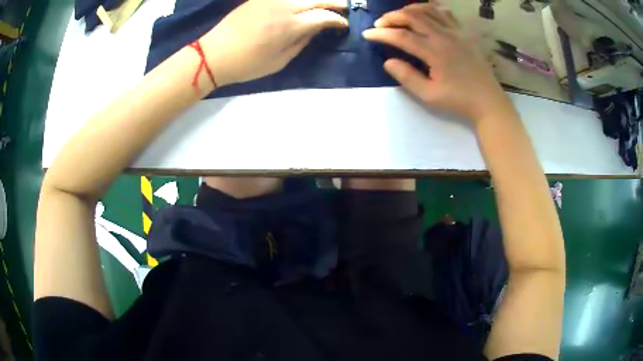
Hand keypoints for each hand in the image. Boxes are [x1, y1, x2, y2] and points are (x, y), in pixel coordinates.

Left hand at [201, 0, 347, 86]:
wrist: (214, 54)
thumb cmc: (247, 64)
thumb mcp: (280, 61)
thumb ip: (302, 41)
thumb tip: (317, 28)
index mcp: (290, 25)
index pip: (324, 16)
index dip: (337, 20)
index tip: (343, 25)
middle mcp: (284, 6)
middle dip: (335, 3)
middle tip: (344, 8)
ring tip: (326, 5)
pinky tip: (304, 3)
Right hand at [362, 3, 513, 121]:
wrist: (488, 101)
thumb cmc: (459, 101)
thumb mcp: (429, 95)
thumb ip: (407, 77)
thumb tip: (387, 61)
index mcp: (435, 52)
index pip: (402, 37)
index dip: (381, 34)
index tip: (367, 34)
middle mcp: (445, 36)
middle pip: (412, 17)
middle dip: (391, 17)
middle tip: (379, 24)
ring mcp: (456, 32)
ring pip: (428, 10)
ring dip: (408, 9)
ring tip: (398, 16)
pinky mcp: (464, 33)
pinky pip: (445, 13)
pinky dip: (430, 9)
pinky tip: (423, 14)